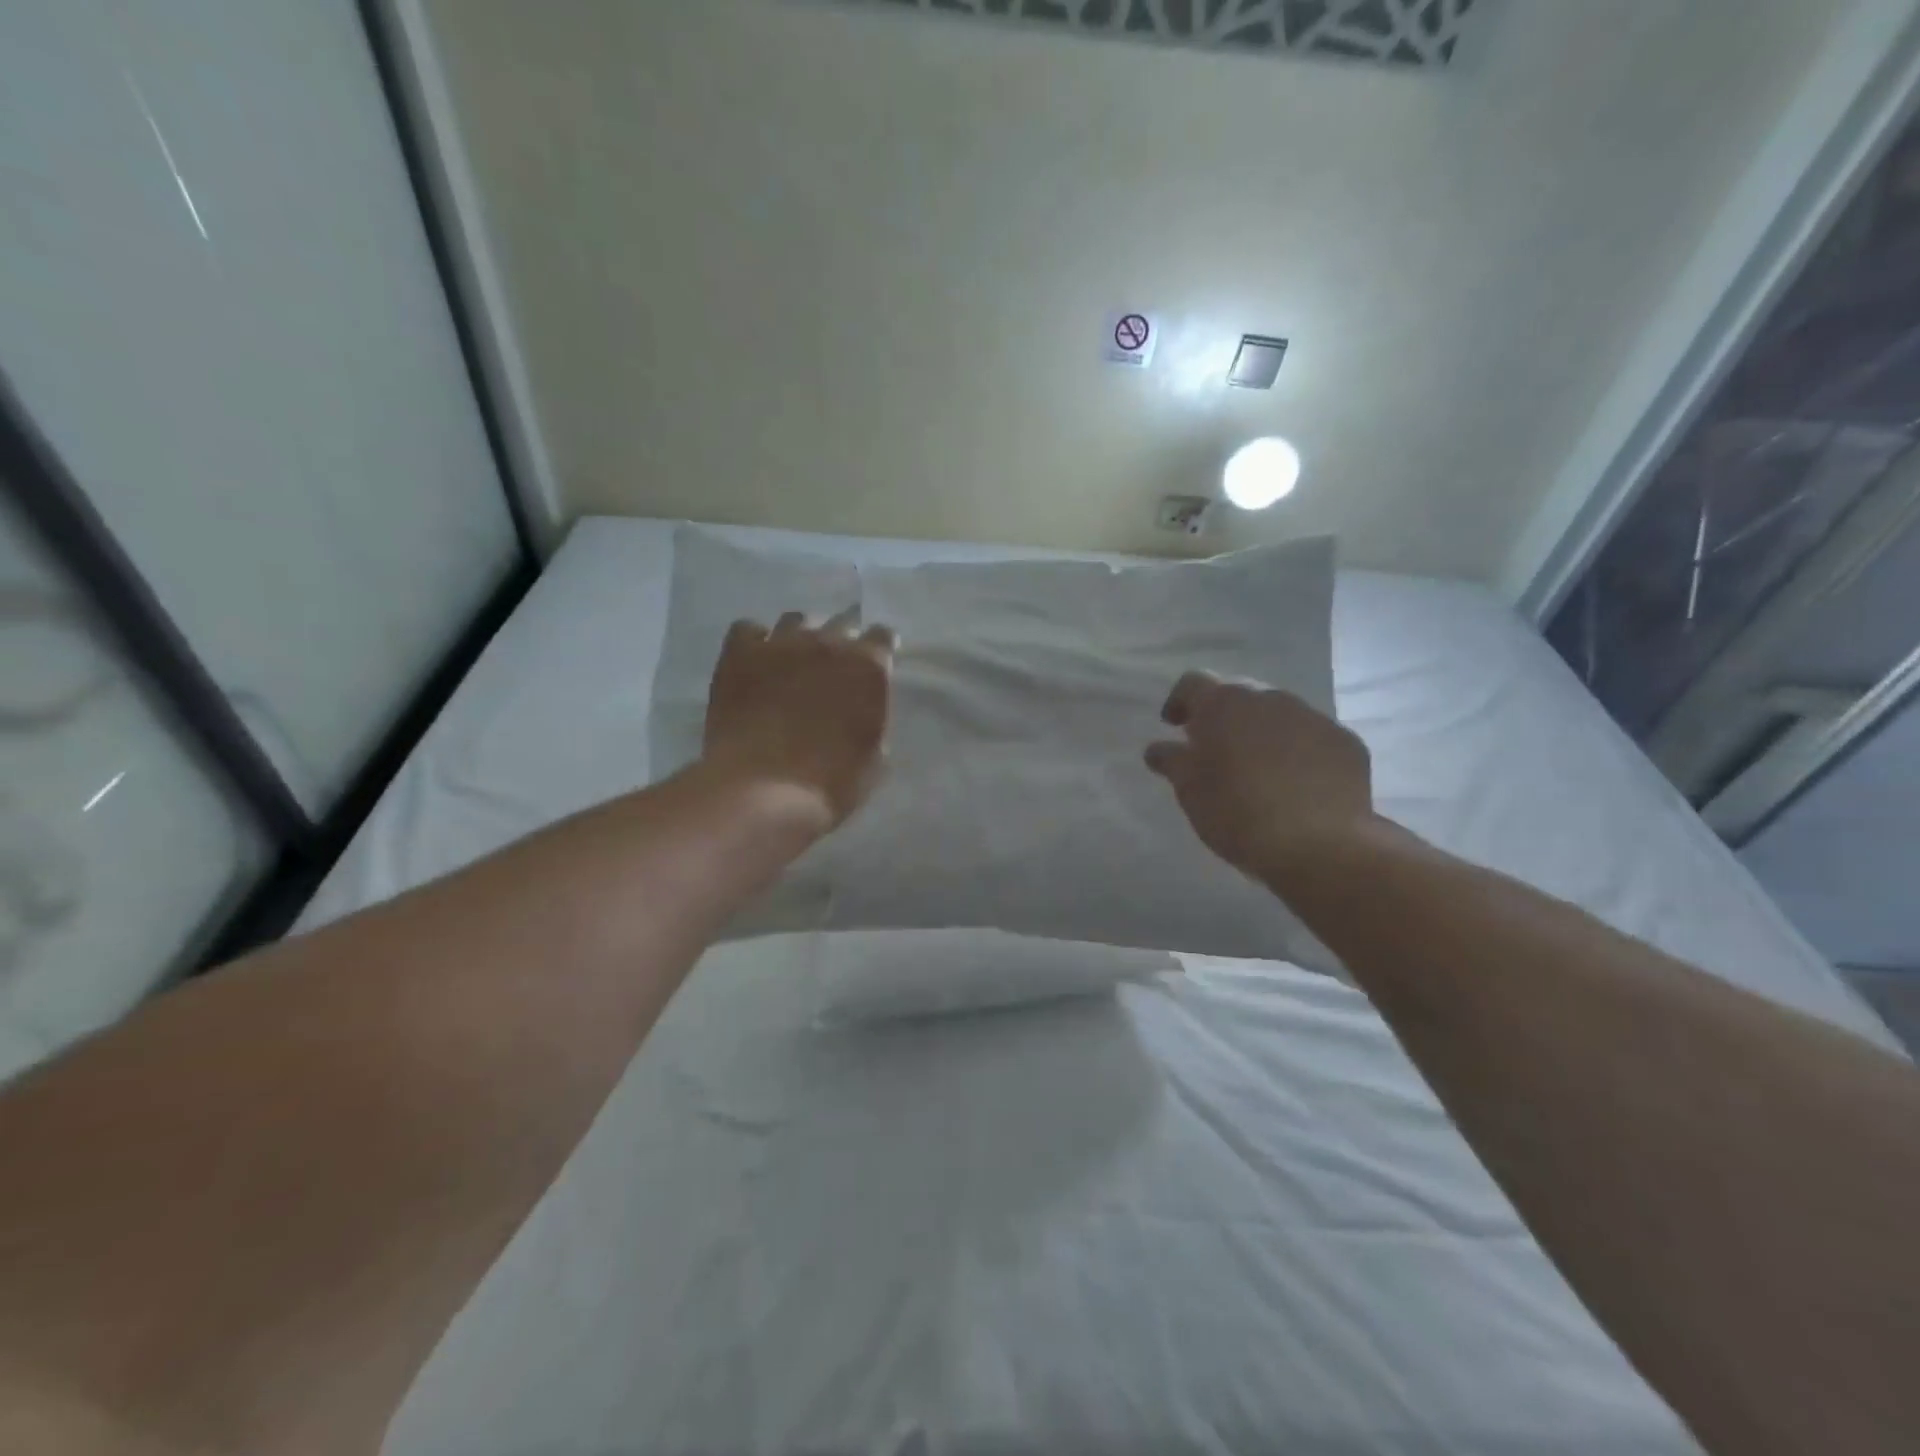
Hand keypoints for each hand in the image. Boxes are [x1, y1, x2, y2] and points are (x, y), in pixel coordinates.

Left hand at [702, 609, 895, 829]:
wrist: (764, 792)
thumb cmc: (832, 783)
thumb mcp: (874, 755)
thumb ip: (872, 715)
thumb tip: (861, 705)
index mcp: (868, 666)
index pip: (882, 637)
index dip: (879, 650)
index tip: (874, 664)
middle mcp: (827, 643)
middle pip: (840, 623)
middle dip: (842, 641)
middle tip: (834, 668)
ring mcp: (780, 644)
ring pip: (795, 620)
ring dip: (801, 636)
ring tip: (793, 660)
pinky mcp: (738, 655)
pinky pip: (748, 629)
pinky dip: (755, 641)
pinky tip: (755, 661)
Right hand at [1145, 671, 1373, 881]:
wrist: (1321, 846)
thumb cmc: (1238, 814)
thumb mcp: (1190, 791)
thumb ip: (1172, 761)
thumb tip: (1158, 748)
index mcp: (1224, 704)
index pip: (1193, 683)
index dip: (1179, 702)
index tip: (1174, 726)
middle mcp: (1269, 698)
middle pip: (1238, 694)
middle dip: (1223, 716)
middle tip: (1214, 749)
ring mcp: (1313, 717)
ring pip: (1278, 714)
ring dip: (1261, 732)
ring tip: (1255, 769)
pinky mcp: (1345, 742)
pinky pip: (1311, 737)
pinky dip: (1297, 750)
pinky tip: (1294, 784)